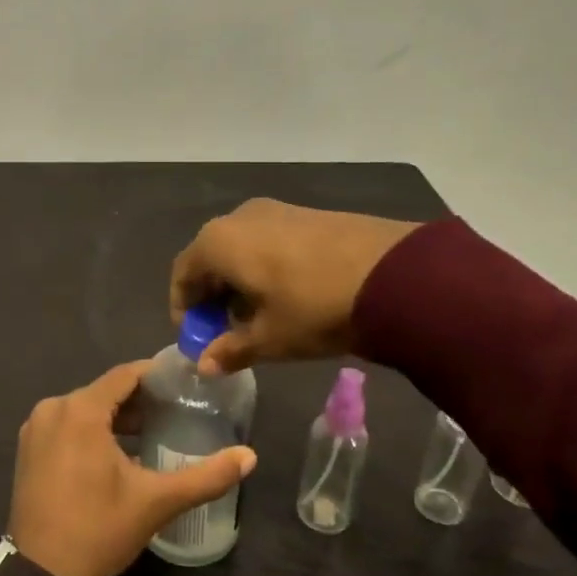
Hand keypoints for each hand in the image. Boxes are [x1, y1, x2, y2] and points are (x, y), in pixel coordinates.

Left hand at [7, 360, 256, 575]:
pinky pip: (66, 426)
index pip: (125, 375)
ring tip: (152, 432)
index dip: (156, 375)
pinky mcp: (27, 450)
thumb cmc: (98, 529)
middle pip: (104, 391)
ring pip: (84, 409)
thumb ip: (205, 476)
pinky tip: (116, 453)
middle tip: (175, 411)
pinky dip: (91, 431)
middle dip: (138, 400)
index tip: (184, 382)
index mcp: (80, 410)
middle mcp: (52, 409)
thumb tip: (250, 456)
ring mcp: (35, 430)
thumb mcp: (156, 502)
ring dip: (115, 417)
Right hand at [169, 198, 419, 373]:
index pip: (182, 273)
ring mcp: (275, 210)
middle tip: (226, 332)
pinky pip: (267, 241)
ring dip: (238, 283)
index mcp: (218, 242)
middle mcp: (239, 217)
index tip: (197, 338)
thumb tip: (203, 365)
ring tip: (258, 318)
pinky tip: (285, 296)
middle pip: (210, 258)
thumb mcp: (270, 338)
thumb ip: (230, 349)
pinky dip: (263, 268)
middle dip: (212, 297)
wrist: (394, 273)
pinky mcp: (306, 213)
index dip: (184, 308)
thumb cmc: (314, 307)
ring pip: (241, 249)